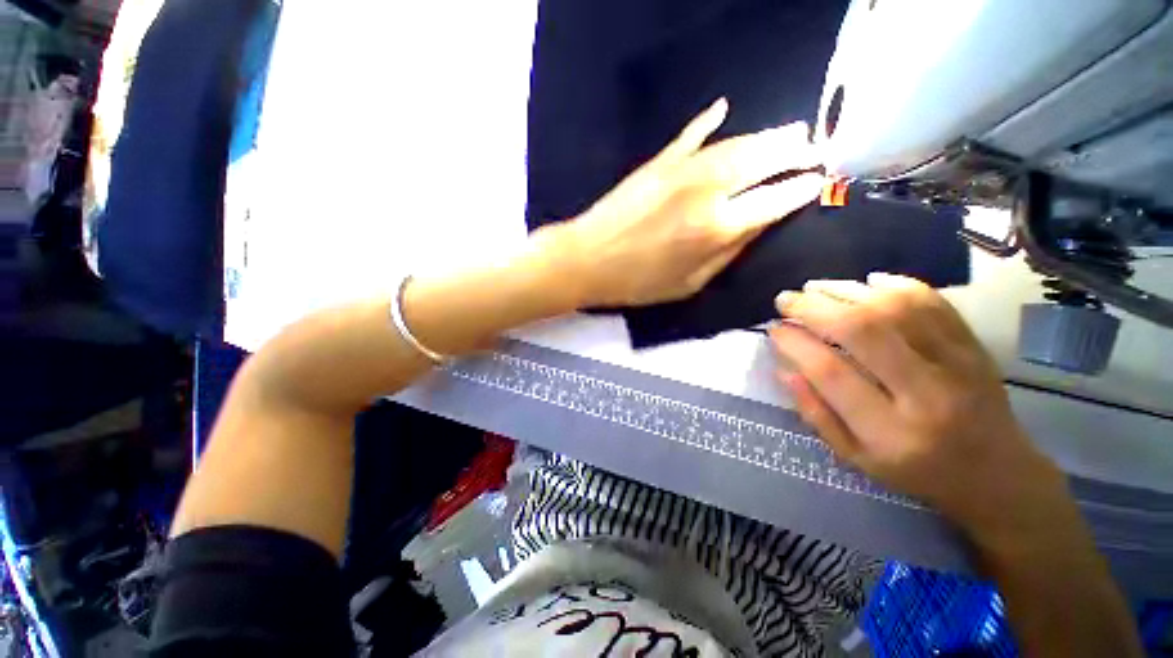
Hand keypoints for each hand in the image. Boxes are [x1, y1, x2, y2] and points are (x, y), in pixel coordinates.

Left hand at [556, 98, 823, 306]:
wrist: (587, 260)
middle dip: (793, 152)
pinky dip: (707, 121)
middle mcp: (708, 191)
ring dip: (766, 136)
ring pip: (735, 144)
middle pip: (762, 162)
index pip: (774, 201)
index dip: (800, 189)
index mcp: (718, 228)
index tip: (818, 180)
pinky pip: (690, 136)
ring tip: (789, 132)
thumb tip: (758, 224)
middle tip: (812, 146)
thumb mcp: (689, 283)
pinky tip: (722, 108)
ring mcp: (682, 170)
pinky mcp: (658, 162)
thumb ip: (728, 252)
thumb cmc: (638, 282)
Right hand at [769, 274, 1067, 542]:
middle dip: (815, 308)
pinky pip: (932, 302)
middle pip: (863, 331)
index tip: (774, 330)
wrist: (995, 473)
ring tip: (815, 288)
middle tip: (786, 299)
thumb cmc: (915, 470)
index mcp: (890, 432)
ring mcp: (956, 364)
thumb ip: (815, 413)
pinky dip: (895, 285)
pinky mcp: (973, 345)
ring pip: (895, 309)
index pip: (831, 373)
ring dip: (846, 291)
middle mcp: (926, 393)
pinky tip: (866, 282)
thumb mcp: (855, 457)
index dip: (796, 344)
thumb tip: (783, 369)